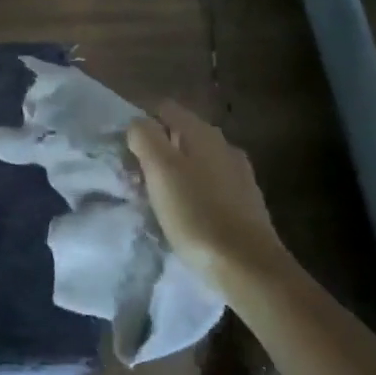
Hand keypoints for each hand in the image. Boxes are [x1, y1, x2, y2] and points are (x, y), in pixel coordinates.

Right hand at [127, 102, 286, 284]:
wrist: (248, 266)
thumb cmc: (196, 214)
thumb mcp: (160, 169)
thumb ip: (145, 137)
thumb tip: (139, 124)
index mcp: (203, 132)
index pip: (165, 108)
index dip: (142, 125)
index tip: (127, 153)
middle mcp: (224, 145)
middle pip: (180, 135)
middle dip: (157, 152)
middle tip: (138, 180)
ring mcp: (239, 174)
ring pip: (195, 161)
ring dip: (174, 174)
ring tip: (158, 202)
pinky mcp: (246, 202)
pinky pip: (210, 186)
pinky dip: (193, 193)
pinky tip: (186, 216)